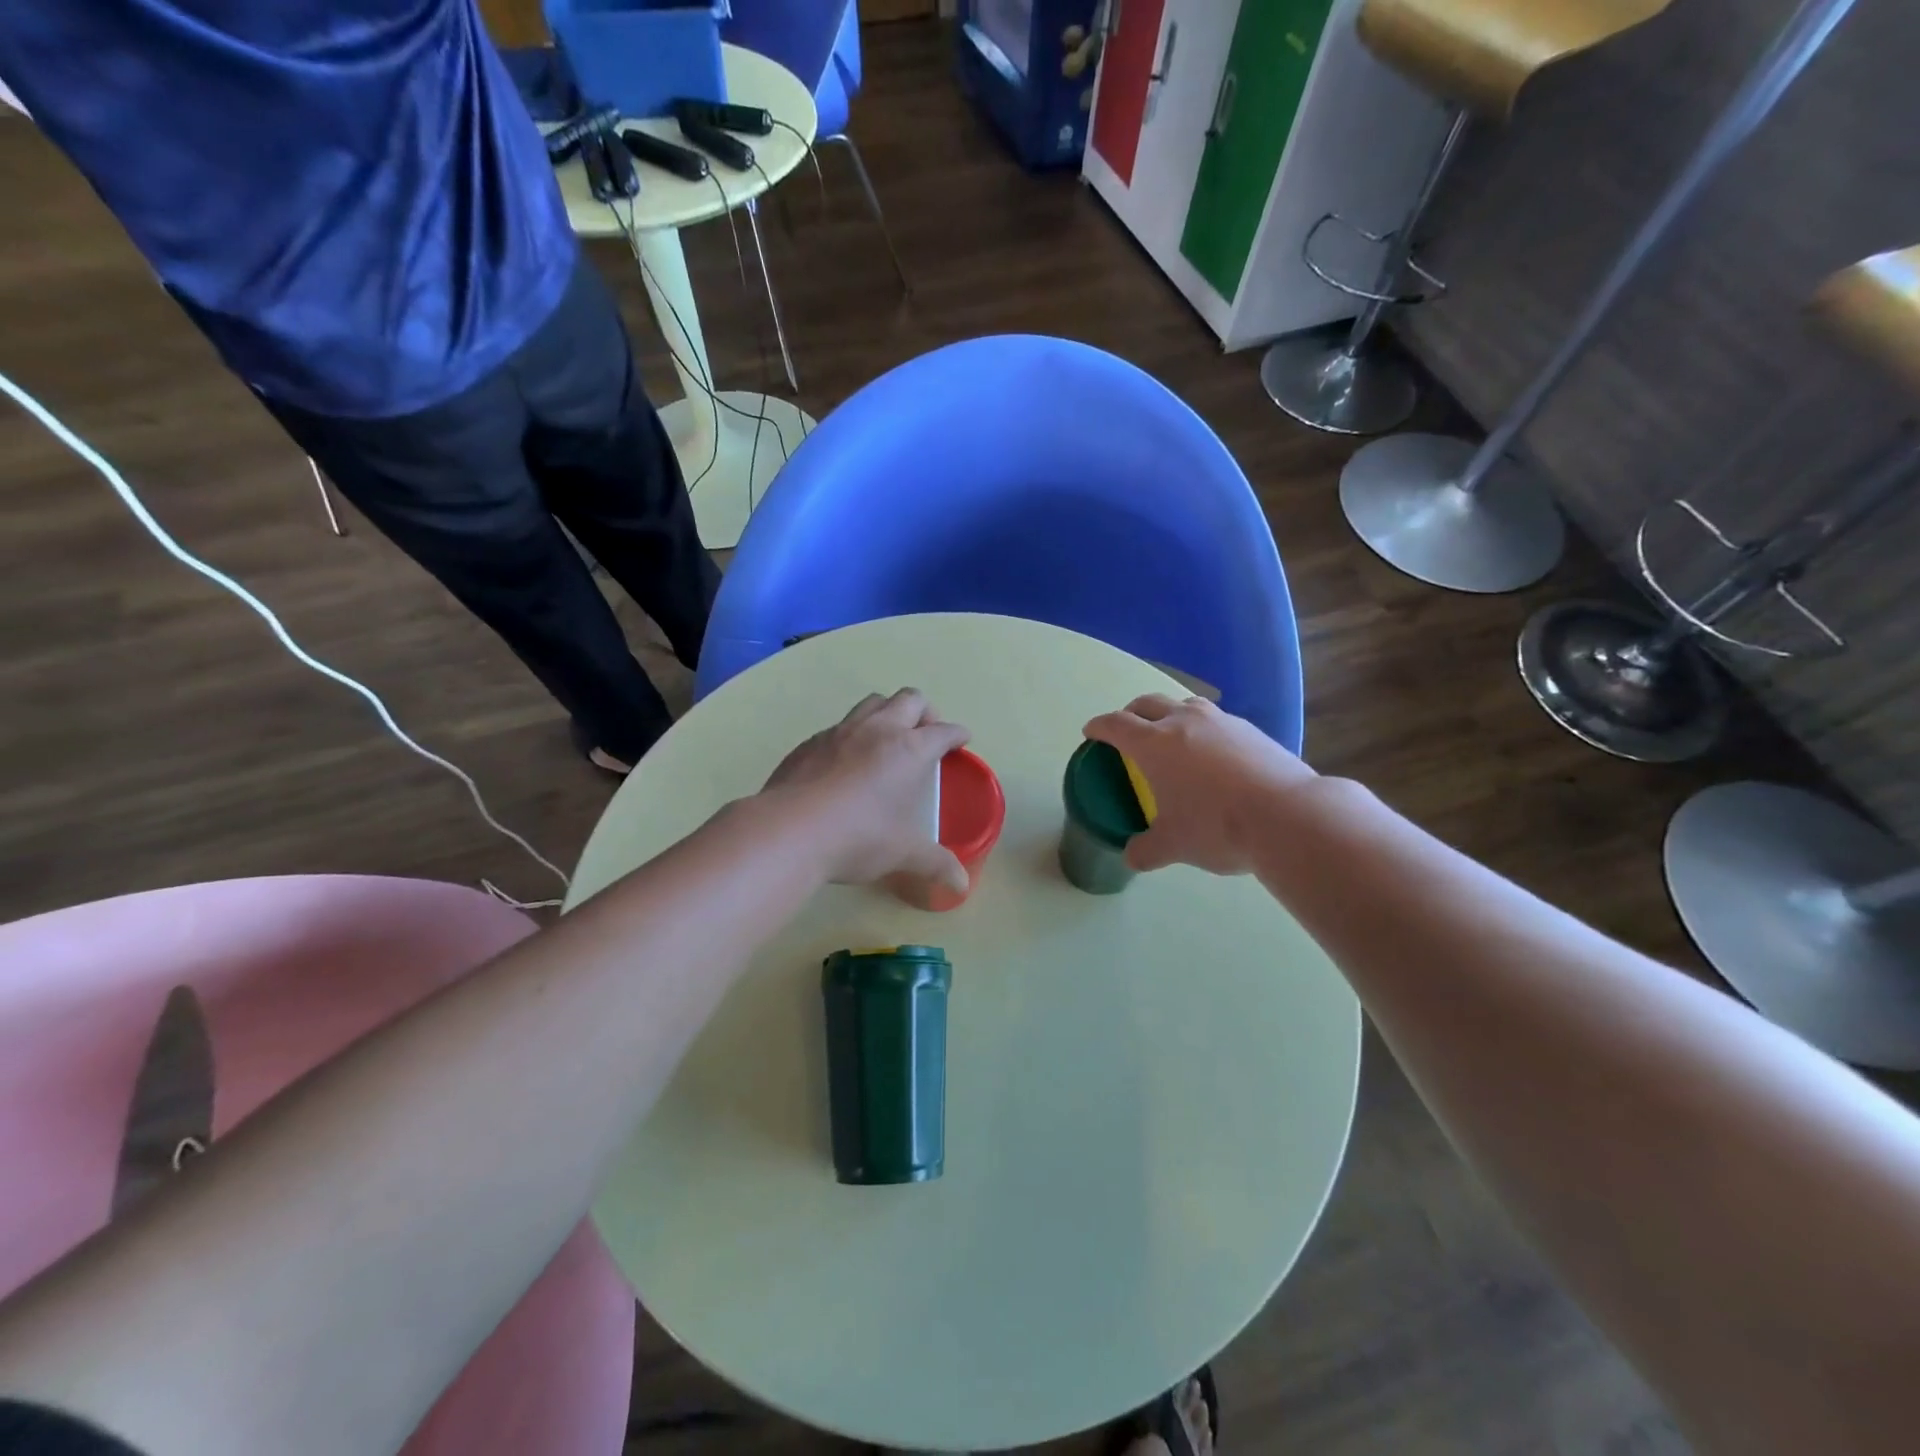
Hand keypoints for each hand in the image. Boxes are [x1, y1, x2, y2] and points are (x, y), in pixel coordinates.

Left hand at [764, 688, 971, 893]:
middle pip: (909, 699)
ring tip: (888, 739)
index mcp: (909, 750)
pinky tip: (847, 761)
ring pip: (873, 703)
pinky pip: (840, 725)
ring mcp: (840, 731)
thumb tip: (962, 884)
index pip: (943, 731)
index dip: (957, 734)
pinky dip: (853, 734)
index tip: (961, 739)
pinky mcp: (810, 742)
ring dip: (888, 713)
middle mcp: (878, 730)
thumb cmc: (858, 838)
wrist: (788, 831)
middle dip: (925, 712)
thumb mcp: (902, 853)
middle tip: (925, 735)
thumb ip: (935, 863)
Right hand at [1083, 695, 1316, 875]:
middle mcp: (1184, 721)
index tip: (1090, 732)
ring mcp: (1221, 721)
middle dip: (1131, 713)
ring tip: (1172, 736)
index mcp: (1154, 743)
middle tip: (1127, 731)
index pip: (1116, 724)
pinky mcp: (1251, 730)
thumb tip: (1132, 857)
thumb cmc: (1217, 827)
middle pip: (1147, 703)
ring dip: (1170, 714)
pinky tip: (1213, 754)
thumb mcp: (1173, 845)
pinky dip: (1204, 730)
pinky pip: (1217, 721)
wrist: (1288, 816)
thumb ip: (1146, 850)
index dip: (1099, 727)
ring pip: (1185, 705)